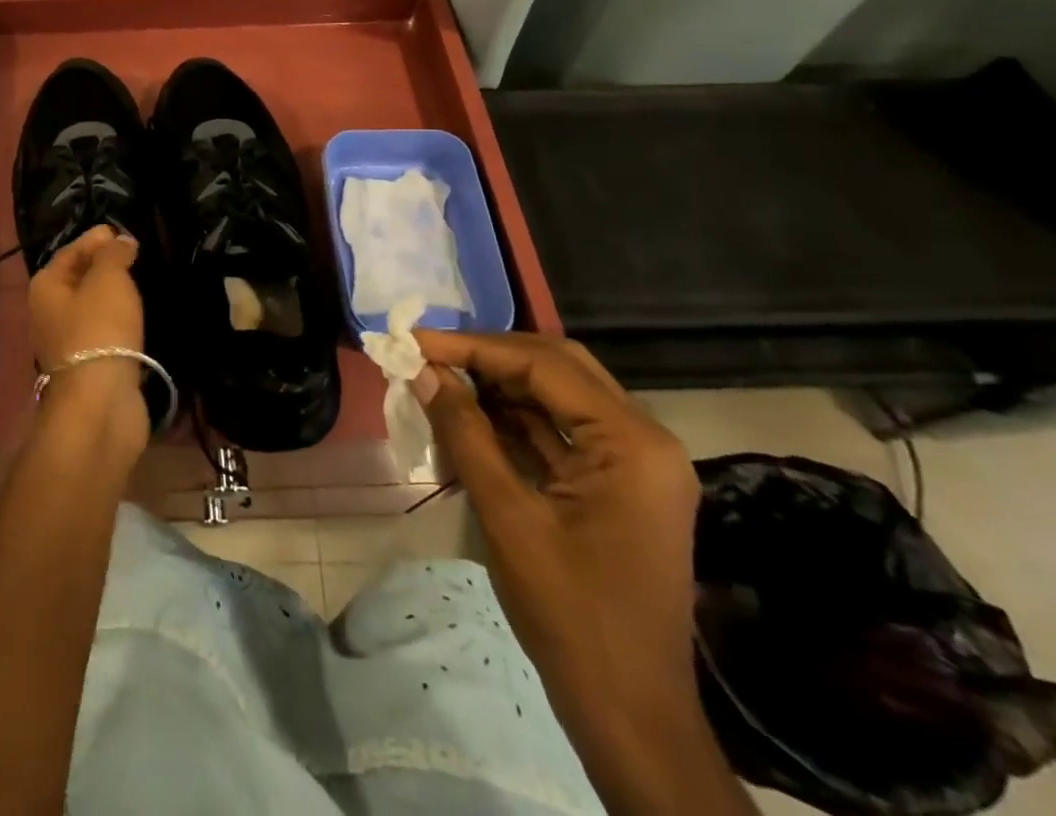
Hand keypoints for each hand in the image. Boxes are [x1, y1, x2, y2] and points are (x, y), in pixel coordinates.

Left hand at [27, 226, 146, 448]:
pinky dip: (121, 321)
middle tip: (141, 255)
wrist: (101, 402)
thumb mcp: (108, 279)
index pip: (72, 249)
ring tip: (145, 281)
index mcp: (46, 286)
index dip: (98, 238)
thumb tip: (120, 241)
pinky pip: (106, 331)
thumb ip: (114, 254)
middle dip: (107, 266)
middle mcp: (49, 311)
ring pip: (94, 307)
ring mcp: (68, 341)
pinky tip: (141, 315)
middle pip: (81, 277)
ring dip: (116, 295)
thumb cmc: (99, 330)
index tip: (128, 233)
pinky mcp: (90, 364)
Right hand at [413, 332, 746, 815]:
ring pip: (556, 394)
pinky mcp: (617, 484)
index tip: (413, 339)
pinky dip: (512, 419)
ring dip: (497, 385)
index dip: (472, 346)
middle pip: (556, 367)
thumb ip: (464, 432)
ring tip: (437, 379)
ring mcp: (633, 463)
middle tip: (427, 354)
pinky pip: (559, 430)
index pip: (543, 365)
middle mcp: (642, 439)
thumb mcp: (507, 516)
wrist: (630, 716)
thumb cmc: (571, 615)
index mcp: (631, 442)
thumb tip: (421, 370)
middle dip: (487, 356)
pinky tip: (467, 416)